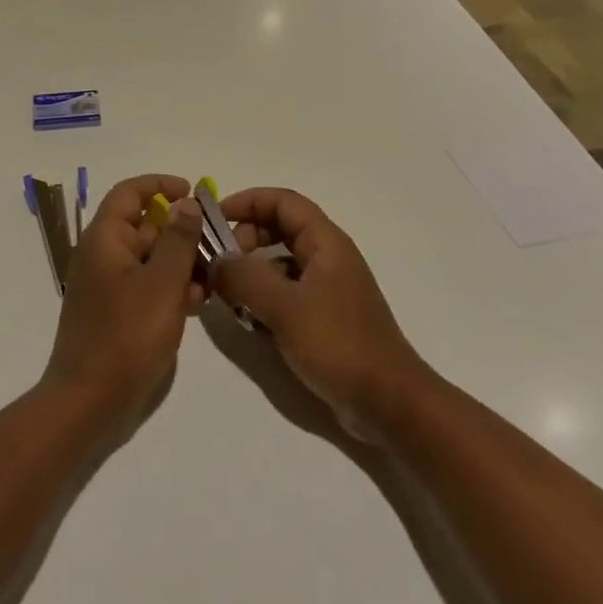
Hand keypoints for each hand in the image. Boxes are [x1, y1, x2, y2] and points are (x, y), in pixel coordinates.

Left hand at [41, 174, 207, 430]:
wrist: (89, 403)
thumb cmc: (126, 337)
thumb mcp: (162, 284)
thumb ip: (178, 240)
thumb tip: (187, 203)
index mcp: (104, 240)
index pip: (129, 193)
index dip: (160, 185)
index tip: (193, 191)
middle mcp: (102, 256)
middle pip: (144, 226)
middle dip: (181, 230)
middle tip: (217, 242)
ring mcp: (108, 286)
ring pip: (150, 258)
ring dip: (181, 261)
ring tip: (213, 276)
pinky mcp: (116, 313)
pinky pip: (147, 285)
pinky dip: (171, 286)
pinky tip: (197, 302)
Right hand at [213, 188, 431, 442]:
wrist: (388, 402)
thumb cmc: (339, 345)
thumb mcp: (285, 308)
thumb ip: (245, 278)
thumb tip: (216, 260)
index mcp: (326, 243)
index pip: (283, 201)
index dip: (248, 201)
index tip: (214, 218)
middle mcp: (328, 258)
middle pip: (280, 228)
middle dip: (245, 238)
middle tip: (219, 263)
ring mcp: (327, 289)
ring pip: (280, 263)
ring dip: (252, 272)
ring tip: (227, 295)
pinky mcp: (324, 317)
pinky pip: (286, 293)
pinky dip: (264, 299)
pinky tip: (249, 322)